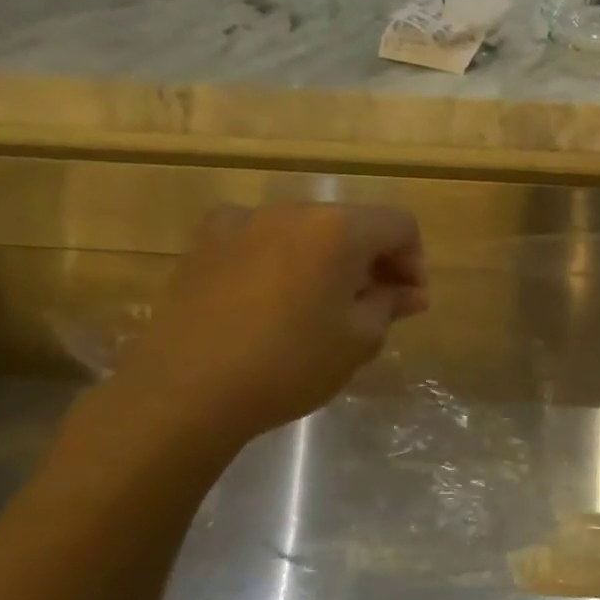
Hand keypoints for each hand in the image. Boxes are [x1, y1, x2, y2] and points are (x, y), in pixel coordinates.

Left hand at [108, 202, 426, 452]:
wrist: (186, 389)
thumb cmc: (289, 364)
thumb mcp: (357, 340)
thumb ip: (389, 305)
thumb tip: (409, 293)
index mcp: (337, 229)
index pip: (399, 225)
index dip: (414, 261)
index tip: (409, 302)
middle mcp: (292, 211)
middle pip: (352, 224)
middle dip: (373, 261)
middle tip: (375, 308)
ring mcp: (242, 222)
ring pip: (307, 232)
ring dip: (328, 261)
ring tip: (323, 308)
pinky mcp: (205, 243)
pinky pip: (263, 241)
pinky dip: (284, 262)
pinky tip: (275, 303)